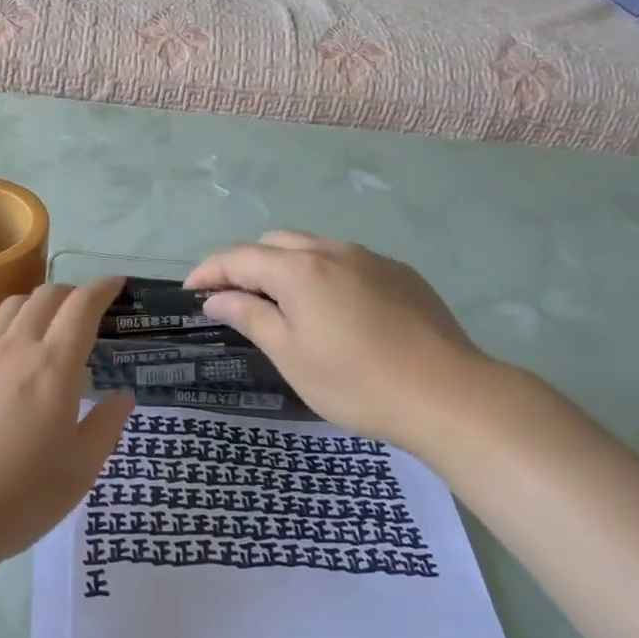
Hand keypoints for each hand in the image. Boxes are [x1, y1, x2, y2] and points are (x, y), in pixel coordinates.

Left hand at [0, 277, 134, 567]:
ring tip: (52, 324)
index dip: (103, 289)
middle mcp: (15, 350)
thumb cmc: (19, 497)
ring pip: (12, 306)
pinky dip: (12, 325)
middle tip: (90, 310)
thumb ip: (105, 427)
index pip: (81, 307)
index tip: (117, 284)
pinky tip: (16, 357)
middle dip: (73, 293)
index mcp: (53, 367)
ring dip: (39, 302)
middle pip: (45, 296)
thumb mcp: (79, 471)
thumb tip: (122, 397)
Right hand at [186, 232, 506, 459]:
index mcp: (299, 269)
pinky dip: (324, 276)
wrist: (448, 395)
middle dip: (247, 265)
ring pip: (313, 248)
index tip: (190, 293)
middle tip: (237, 302)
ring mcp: (371, 258)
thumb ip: (249, 317)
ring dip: (287, 268)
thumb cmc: (356, 382)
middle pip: (274, 242)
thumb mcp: (290, 355)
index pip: (238, 256)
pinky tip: (336, 313)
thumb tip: (217, 298)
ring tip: (285, 308)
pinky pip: (347, 262)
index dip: (208, 271)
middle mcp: (333, 250)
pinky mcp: (400, 273)